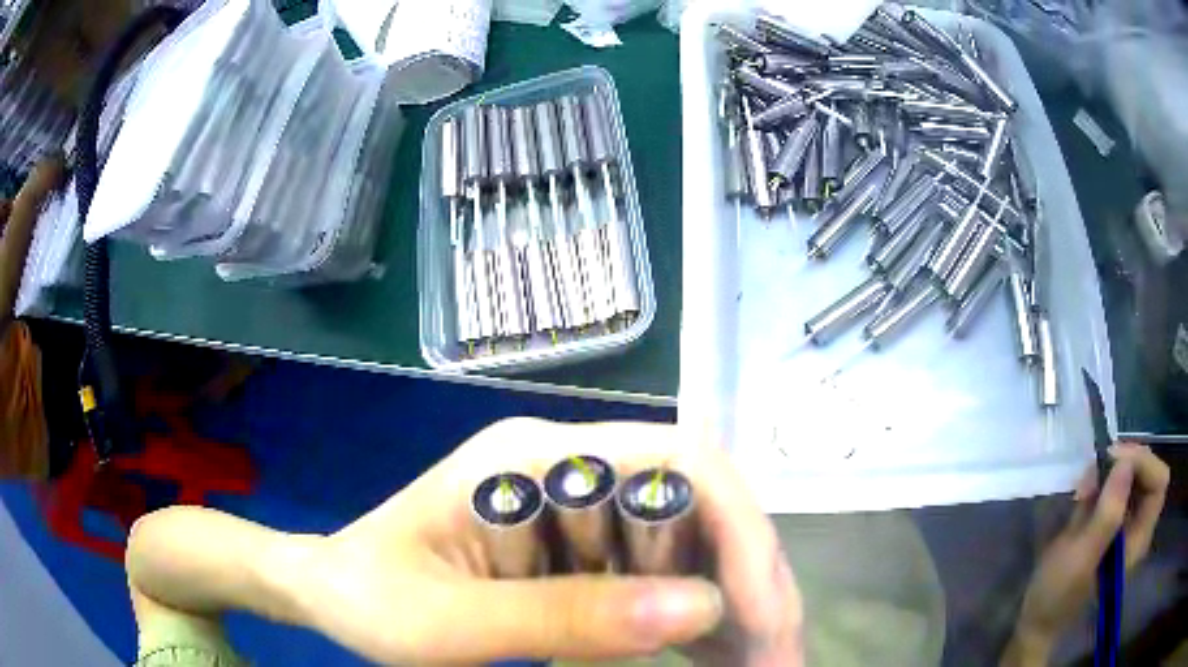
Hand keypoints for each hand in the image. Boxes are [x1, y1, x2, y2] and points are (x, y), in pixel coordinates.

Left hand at [282, 419, 803, 665]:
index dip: (739, 531)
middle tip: (779, 658)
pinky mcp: (580, 555)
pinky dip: (699, 622)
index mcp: (538, 460)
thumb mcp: (449, 623)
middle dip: (753, 582)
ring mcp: (580, 513)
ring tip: (763, 665)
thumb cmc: (369, 597)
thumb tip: (699, 611)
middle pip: (699, 507)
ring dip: (737, 606)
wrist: (330, 592)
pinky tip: (721, 659)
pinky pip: (662, 579)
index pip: (678, 463)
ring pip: (693, 546)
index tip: (763, 615)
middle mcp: (575, 471)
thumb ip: (564, 618)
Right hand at [1006, 444, 1168, 663]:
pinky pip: (1119, 487)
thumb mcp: (1080, 558)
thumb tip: (1124, 462)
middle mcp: (1139, 528)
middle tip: (1100, 463)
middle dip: (1128, 462)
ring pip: (1135, 476)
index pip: (1159, 483)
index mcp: (1138, 540)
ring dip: (1113, 469)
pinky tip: (1084, 490)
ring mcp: (1127, 526)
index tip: (1114, 460)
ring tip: (1086, 481)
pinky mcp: (1113, 523)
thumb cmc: (1057, 595)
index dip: (1143, 463)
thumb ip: (1107, 514)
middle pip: (1150, 474)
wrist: (1037, 619)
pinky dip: (1104, 479)